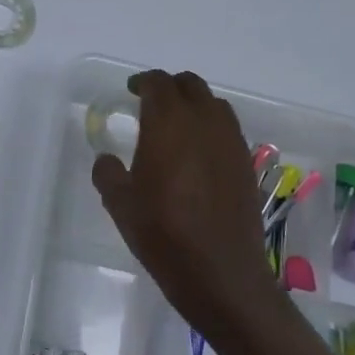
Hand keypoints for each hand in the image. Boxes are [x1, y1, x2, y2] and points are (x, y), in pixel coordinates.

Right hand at [92, 70, 279, 341]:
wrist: (221, 272)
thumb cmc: (162, 233)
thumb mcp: (119, 204)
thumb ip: (108, 173)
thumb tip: (108, 159)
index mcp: (169, 123)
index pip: (158, 83)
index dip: (143, 82)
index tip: (130, 91)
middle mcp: (205, 123)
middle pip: (191, 86)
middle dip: (169, 88)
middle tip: (150, 103)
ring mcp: (231, 143)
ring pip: (214, 105)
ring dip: (194, 105)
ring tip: (176, 126)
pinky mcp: (246, 164)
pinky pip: (228, 130)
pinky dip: (211, 129)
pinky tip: (198, 154)